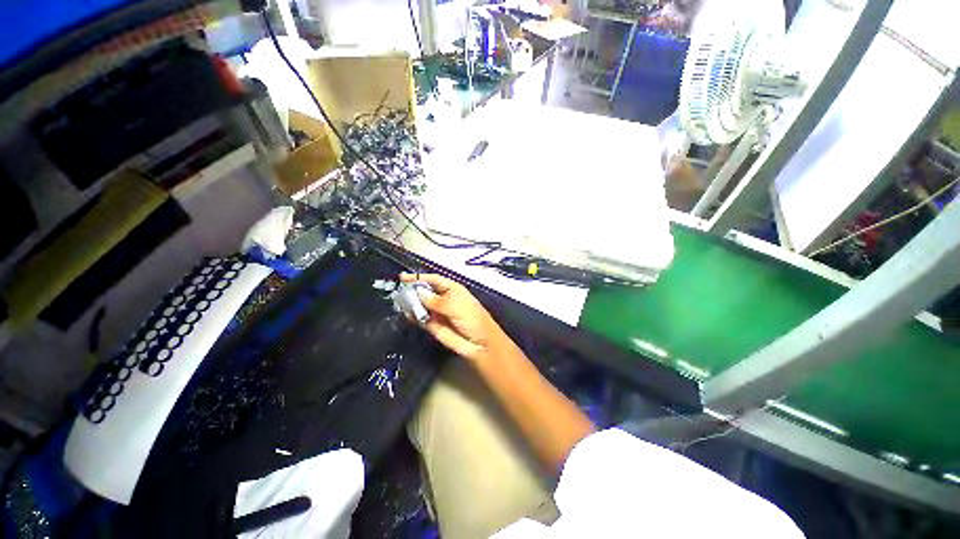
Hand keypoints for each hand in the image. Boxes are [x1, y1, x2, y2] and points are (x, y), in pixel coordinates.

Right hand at [399, 273, 512, 363]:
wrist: (480, 344)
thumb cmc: (472, 319)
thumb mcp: (456, 306)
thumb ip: (436, 301)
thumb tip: (418, 292)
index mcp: (453, 289)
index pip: (433, 280)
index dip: (419, 278)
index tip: (402, 277)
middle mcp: (444, 299)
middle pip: (425, 291)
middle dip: (412, 290)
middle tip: (397, 292)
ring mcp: (438, 313)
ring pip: (421, 305)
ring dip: (410, 303)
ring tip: (398, 302)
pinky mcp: (433, 326)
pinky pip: (421, 319)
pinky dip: (413, 316)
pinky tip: (406, 313)